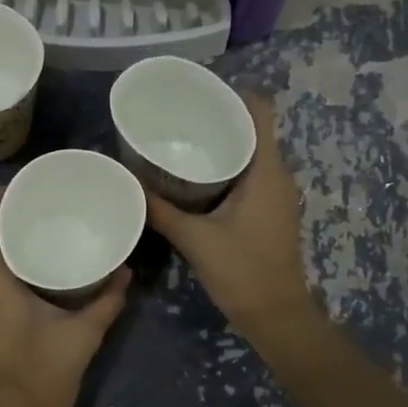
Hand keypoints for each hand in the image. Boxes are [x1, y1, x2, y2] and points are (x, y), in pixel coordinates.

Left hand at [0, 187, 129, 406]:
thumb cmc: (40, 376)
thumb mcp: (82, 336)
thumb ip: (106, 302)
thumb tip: (126, 272)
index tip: (27, 184)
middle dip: (10, 215)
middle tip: (48, 203)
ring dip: (10, 240)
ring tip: (48, 228)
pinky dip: (10, 263)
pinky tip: (41, 266)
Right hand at [144, 93, 318, 341]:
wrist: (276, 315)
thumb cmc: (241, 271)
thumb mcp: (194, 239)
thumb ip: (161, 210)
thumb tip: (129, 183)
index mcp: (266, 172)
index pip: (261, 113)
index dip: (235, 94)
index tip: (200, 91)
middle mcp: (278, 176)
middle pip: (254, 130)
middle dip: (220, 118)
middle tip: (179, 116)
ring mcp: (278, 194)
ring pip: (252, 154)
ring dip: (223, 144)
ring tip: (183, 140)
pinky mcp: (271, 211)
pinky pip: (251, 174)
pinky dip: (227, 167)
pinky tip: (196, 176)